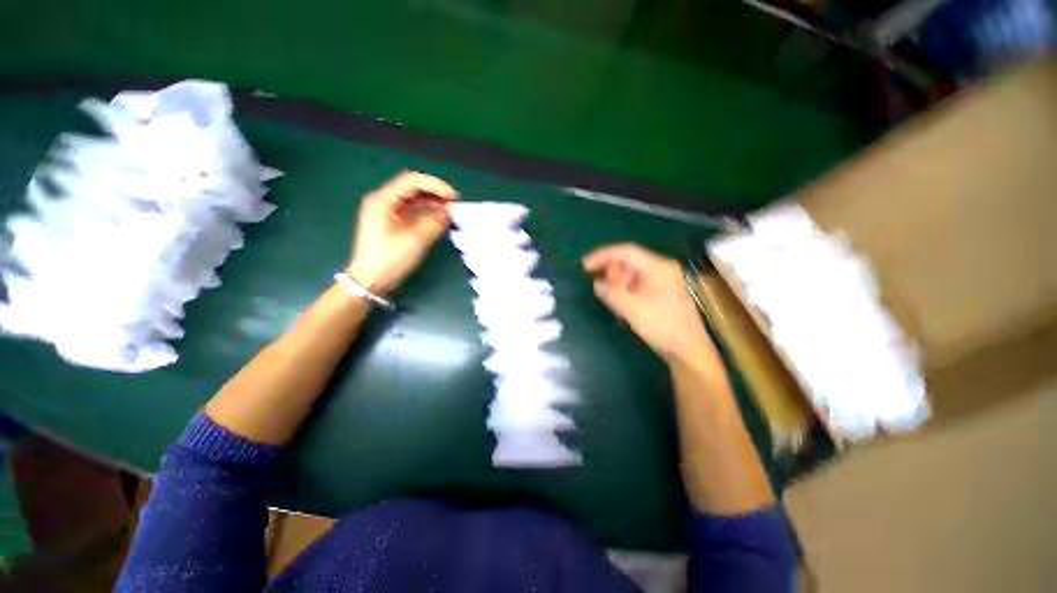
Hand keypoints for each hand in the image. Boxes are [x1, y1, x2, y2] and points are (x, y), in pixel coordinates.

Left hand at [347, 171, 457, 294]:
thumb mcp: (414, 241)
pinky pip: (415, 213)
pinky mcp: (395, 224)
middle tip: (456, 206)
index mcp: (383, 200)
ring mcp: (390, 213)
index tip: (454, 197)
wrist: (370, 281)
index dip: (436, 185)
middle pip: (415, 189)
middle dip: (437, 195)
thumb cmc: (388, 260)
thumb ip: (434, 223)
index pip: (412, 181)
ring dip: (435, 205)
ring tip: (453, 214)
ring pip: (416, 201)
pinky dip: (429, 215)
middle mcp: (385, 202)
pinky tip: (442, 221)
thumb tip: (450, 212)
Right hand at [583, 243, 713, 362]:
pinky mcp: (660, 293)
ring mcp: (662, 281)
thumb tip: (597, 283)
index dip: (603, 255)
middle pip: (629, 261)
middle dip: (609, 270)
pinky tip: (617, 300)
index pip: (626, 251)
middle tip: (593, 280)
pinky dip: (624, 289)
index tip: (585, 265)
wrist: (688, 350)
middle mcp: (661, 269)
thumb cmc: (662, 326)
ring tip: (604, 292)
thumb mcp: (631, 308)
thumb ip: (611, 292)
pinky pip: (637, 284)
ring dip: (616, 281)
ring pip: (632, 274)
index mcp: (658, 267)